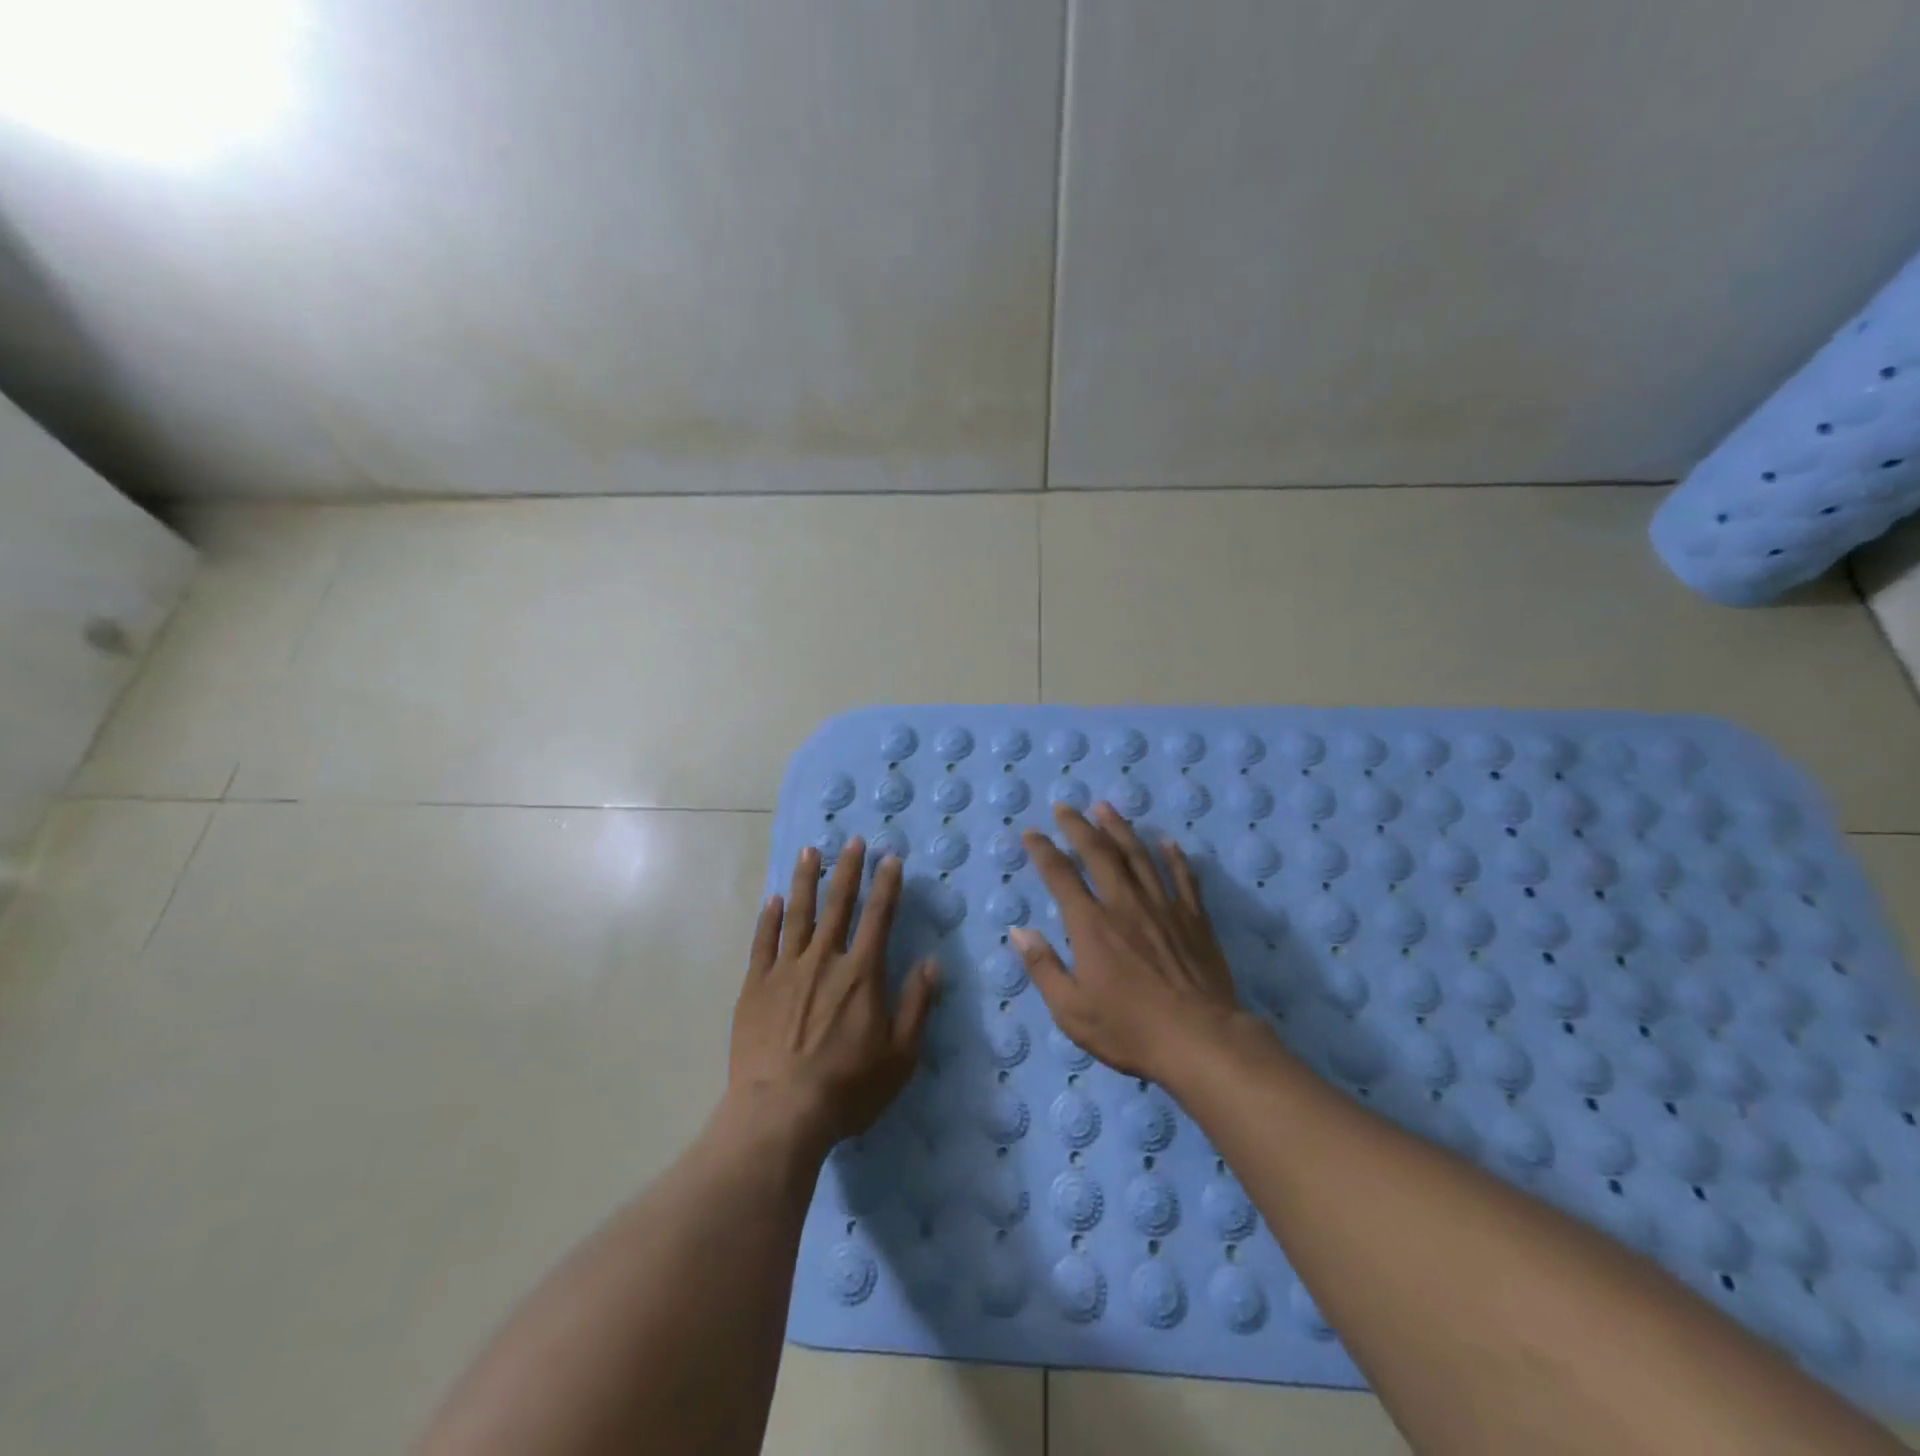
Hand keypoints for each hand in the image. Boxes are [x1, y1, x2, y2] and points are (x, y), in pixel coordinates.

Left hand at [730, 838, 939, 1146]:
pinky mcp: (755, 986)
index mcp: (862, 973)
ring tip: (810, 851)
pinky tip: (773, 900)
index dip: (887, 885)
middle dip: (848, 870)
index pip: (879, 917)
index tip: (890, 857)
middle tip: (852, 840)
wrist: (780, 1113)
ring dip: (806, 880)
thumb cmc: (847, 1087)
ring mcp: (786, 970)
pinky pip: (763, 942)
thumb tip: (931, 962)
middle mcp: (825, 960)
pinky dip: (769, 918)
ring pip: (799, 914)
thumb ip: (916, 1005)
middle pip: (838, 905)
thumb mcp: (900, 1055)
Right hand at [1012, 803, 1243, 1083]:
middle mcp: (1125, 904)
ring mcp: (1163, 907)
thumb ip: (1043, 968)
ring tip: (1106, 807)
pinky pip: (1183, 878)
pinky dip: (1175, 857)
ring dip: (1120, 828)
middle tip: (1065, 805)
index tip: (1031, 833)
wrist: (1200, 1040)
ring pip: (1139, 856)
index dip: (1043, 851)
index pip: (1061, 876)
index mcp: (1091, 925)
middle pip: (1099, 853)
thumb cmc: (1130, 1029)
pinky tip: (1168, 841)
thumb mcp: (1072, 1011)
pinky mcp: (1194, 919)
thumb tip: (1019, 932)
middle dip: (1079, 826)